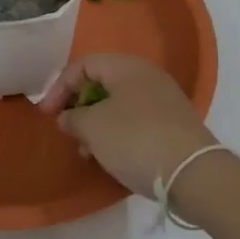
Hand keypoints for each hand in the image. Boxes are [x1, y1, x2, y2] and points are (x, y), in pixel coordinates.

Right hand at [38, 55, 218, 199]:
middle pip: (102, 83)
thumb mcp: (93, 128)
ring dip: (97, 123)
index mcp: (126, 66)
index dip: (59, 87)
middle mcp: (147, 75)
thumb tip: (68, 117)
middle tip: (68, 130)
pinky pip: (135, 120)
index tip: (47, 114)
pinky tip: (112, 156)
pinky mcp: (174, 123)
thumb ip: (73, 117)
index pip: (83, 65)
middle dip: (79, 106)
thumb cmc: (135, 140)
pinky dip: (117, 133)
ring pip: (119, 104)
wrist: (193, 173)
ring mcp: (164, 99)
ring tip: (88, 151)